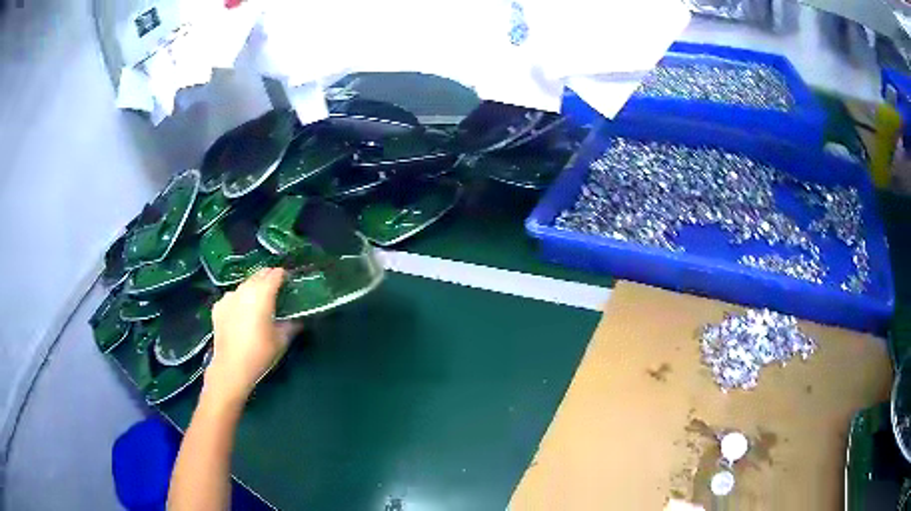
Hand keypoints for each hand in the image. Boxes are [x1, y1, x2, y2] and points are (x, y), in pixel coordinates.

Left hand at [203, 267, 297, 406]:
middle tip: (277, 293)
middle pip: (259, 275)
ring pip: (244, 285)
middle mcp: (245, 289)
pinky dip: (238, 301)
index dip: (284, 276)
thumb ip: (292, 324)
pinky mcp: (218, 306)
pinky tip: (240, 314)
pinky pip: (232, 298)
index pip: (276, 274)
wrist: (231, 367)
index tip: (290, 284)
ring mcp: (229, 296)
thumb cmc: (260, 352)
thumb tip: (299, 318)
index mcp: (262, 293)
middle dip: (269, 279)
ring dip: (253, 290)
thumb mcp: (282, 340)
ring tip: (257, 305)